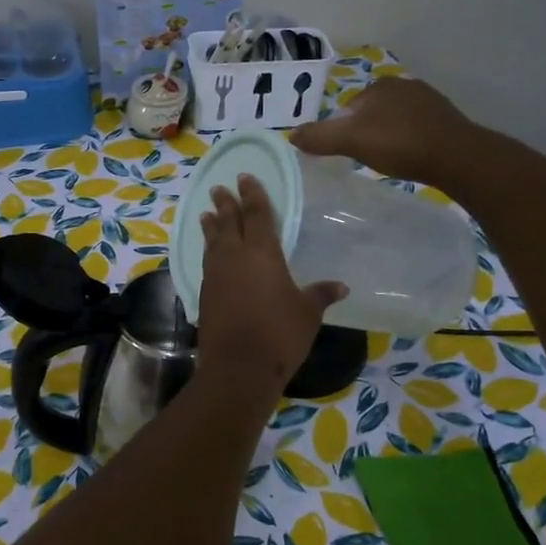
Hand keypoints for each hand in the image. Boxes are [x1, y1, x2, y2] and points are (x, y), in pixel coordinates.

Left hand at [196, 174, 345, 389]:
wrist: (238, 366)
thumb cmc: (279, 334)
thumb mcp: (307, 313)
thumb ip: (320, 295)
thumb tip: (340, 286)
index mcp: (262, 252)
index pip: (257, 214)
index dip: (253, 194)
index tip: (245, 177)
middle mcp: (234, 256)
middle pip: (228, 222)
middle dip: (226, 204)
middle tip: (220, 188)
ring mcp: (215, 275)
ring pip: (212, 241)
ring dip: (211, 226)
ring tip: (207, 213)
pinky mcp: (205, 293)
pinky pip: (207, 262)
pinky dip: (208, 250)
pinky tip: (210, 253)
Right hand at [291, 76, 475, 183]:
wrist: (455, 156)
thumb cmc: (399, 144)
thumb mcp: (351, 141)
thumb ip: (320, 137)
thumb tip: (290, 135)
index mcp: (379, 85)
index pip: (349, 107)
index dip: (343, 130)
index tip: (347, 152)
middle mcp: (404, 85)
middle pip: (371, 113)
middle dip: (366, 132)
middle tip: (365, 158)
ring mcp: (428, 100)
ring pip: (394, 120)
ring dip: (388, 137)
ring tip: (388, 160)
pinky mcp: (445, 119)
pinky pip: (415, 128)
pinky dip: (408, 141)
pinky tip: (410, 158)